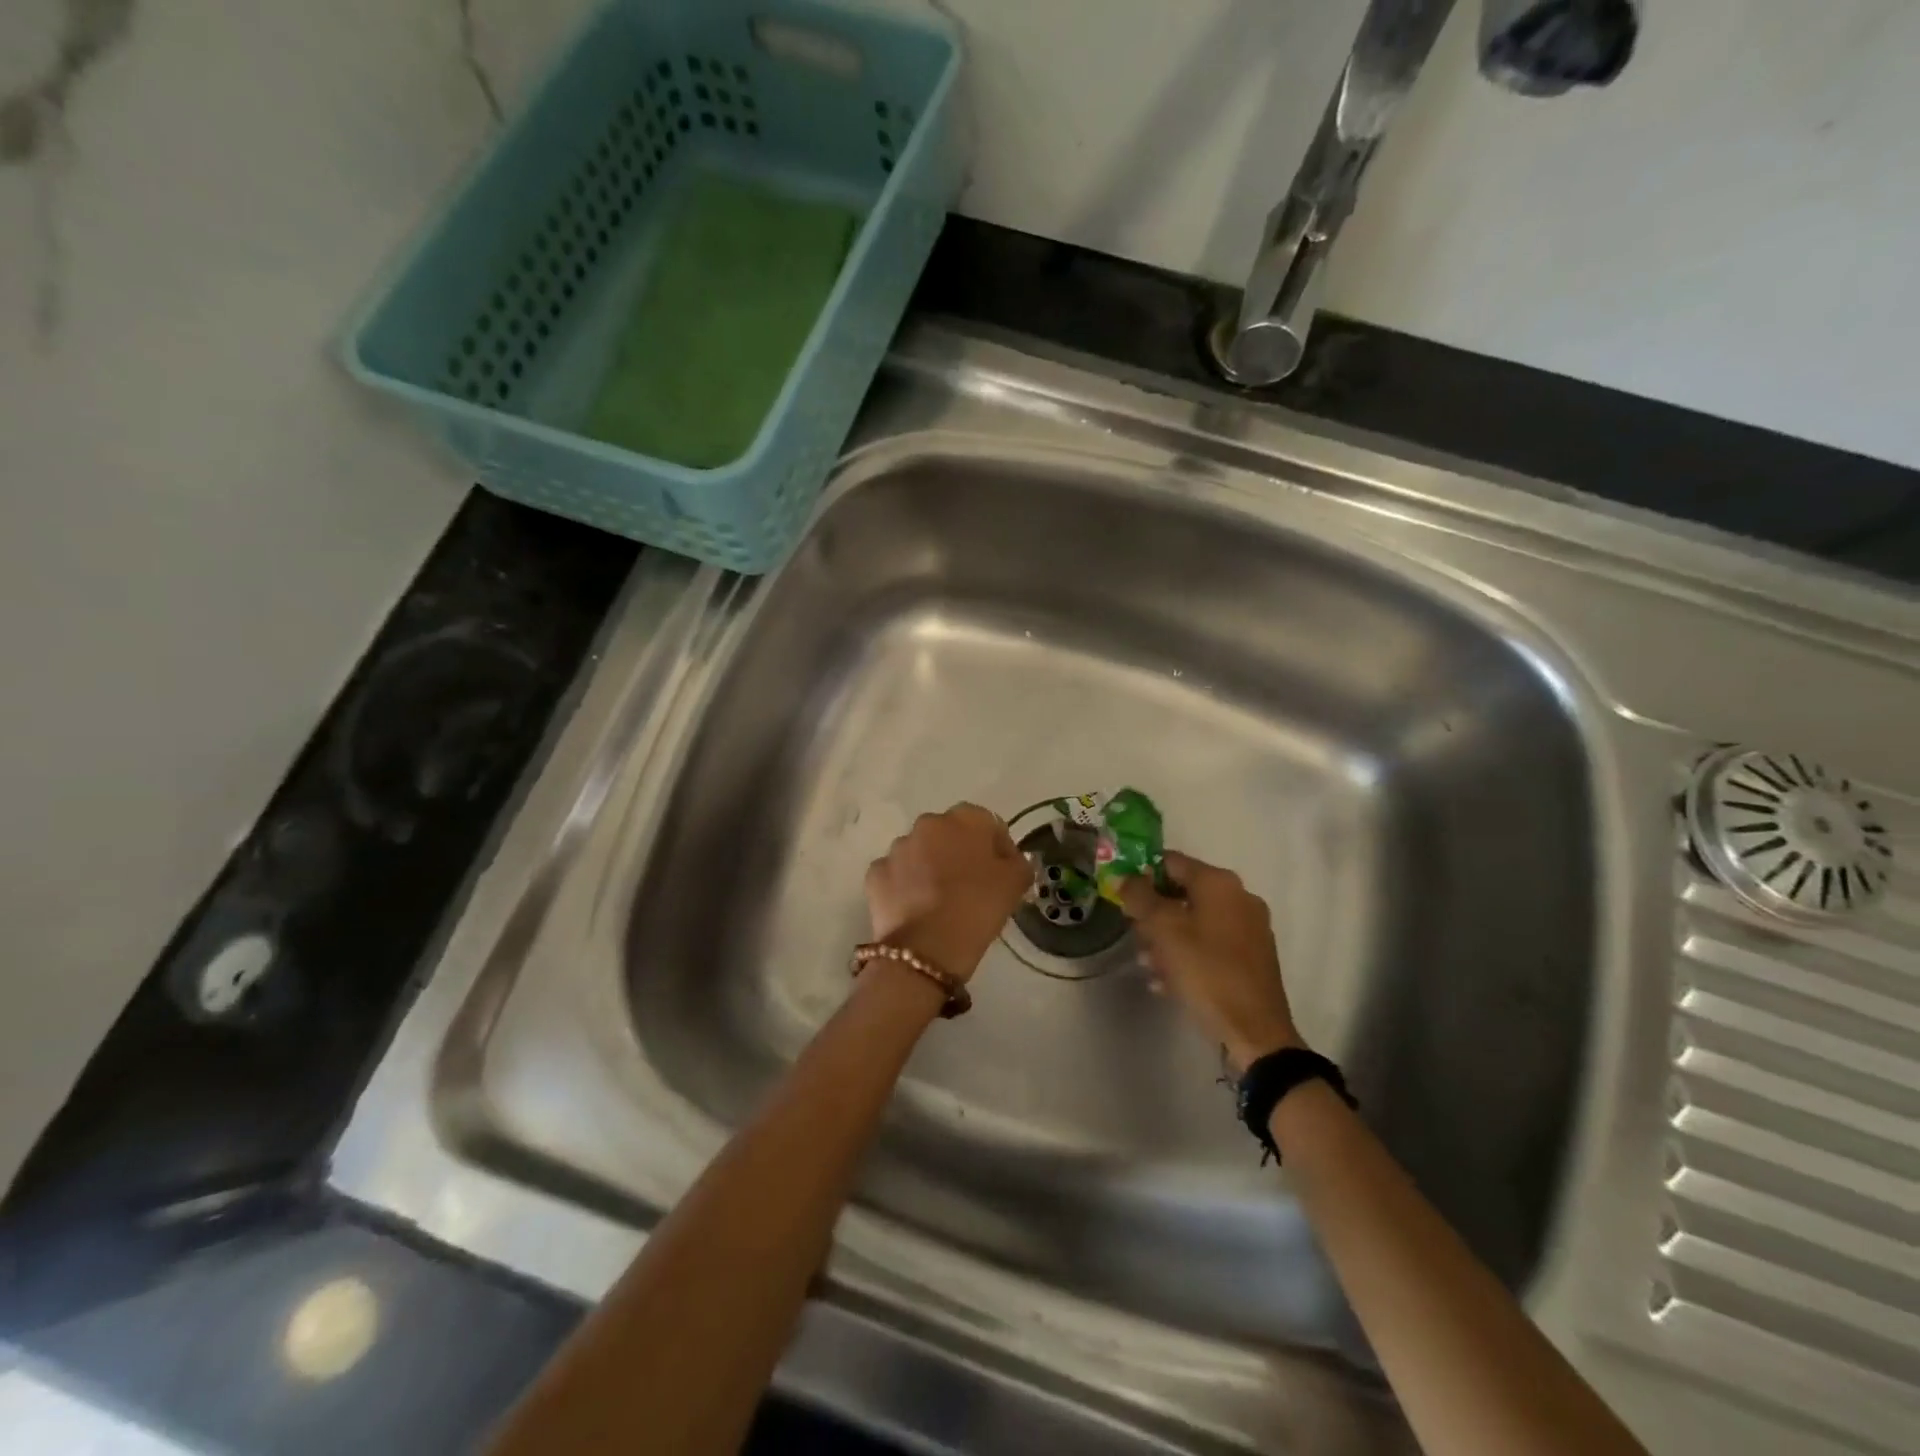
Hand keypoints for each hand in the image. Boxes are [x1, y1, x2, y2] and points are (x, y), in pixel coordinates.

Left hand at [865, 804, 1031, 982]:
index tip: (1003, 873)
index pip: (987, 823)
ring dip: (930, 868)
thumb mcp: (1015, 883)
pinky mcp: (876, 873)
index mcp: (964, 819)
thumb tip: (1010, 859)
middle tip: (972, 886)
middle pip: (950, 834)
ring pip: (920, 853)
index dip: (998, 847)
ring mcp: (897, 848)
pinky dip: (905, 886)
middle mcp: (927, 824)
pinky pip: (897, 875)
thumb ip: (1018, 862)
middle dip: (960, 853)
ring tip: (941, 901)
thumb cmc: (977, 908)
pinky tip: (916, 910)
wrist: (926, 949)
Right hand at [1119, 850, 1301, 1071]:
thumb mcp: (1164, 930)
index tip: (1122, 896)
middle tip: (1134, 936)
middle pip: (1182, 894)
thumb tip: (1125, 878)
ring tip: (1148, 965)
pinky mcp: (1252, 958)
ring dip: (1166, 939)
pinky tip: (1166, 982)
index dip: (1141, 874)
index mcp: (1220, 883)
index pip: (1171, 862)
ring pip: (1195, 922)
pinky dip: (1187, 956)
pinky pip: (1210, 946)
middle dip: (1153, 914)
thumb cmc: (1206, 971)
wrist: (1255, 1031)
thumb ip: (1140, 897)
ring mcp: (1249, 929)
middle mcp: (1239, 898)